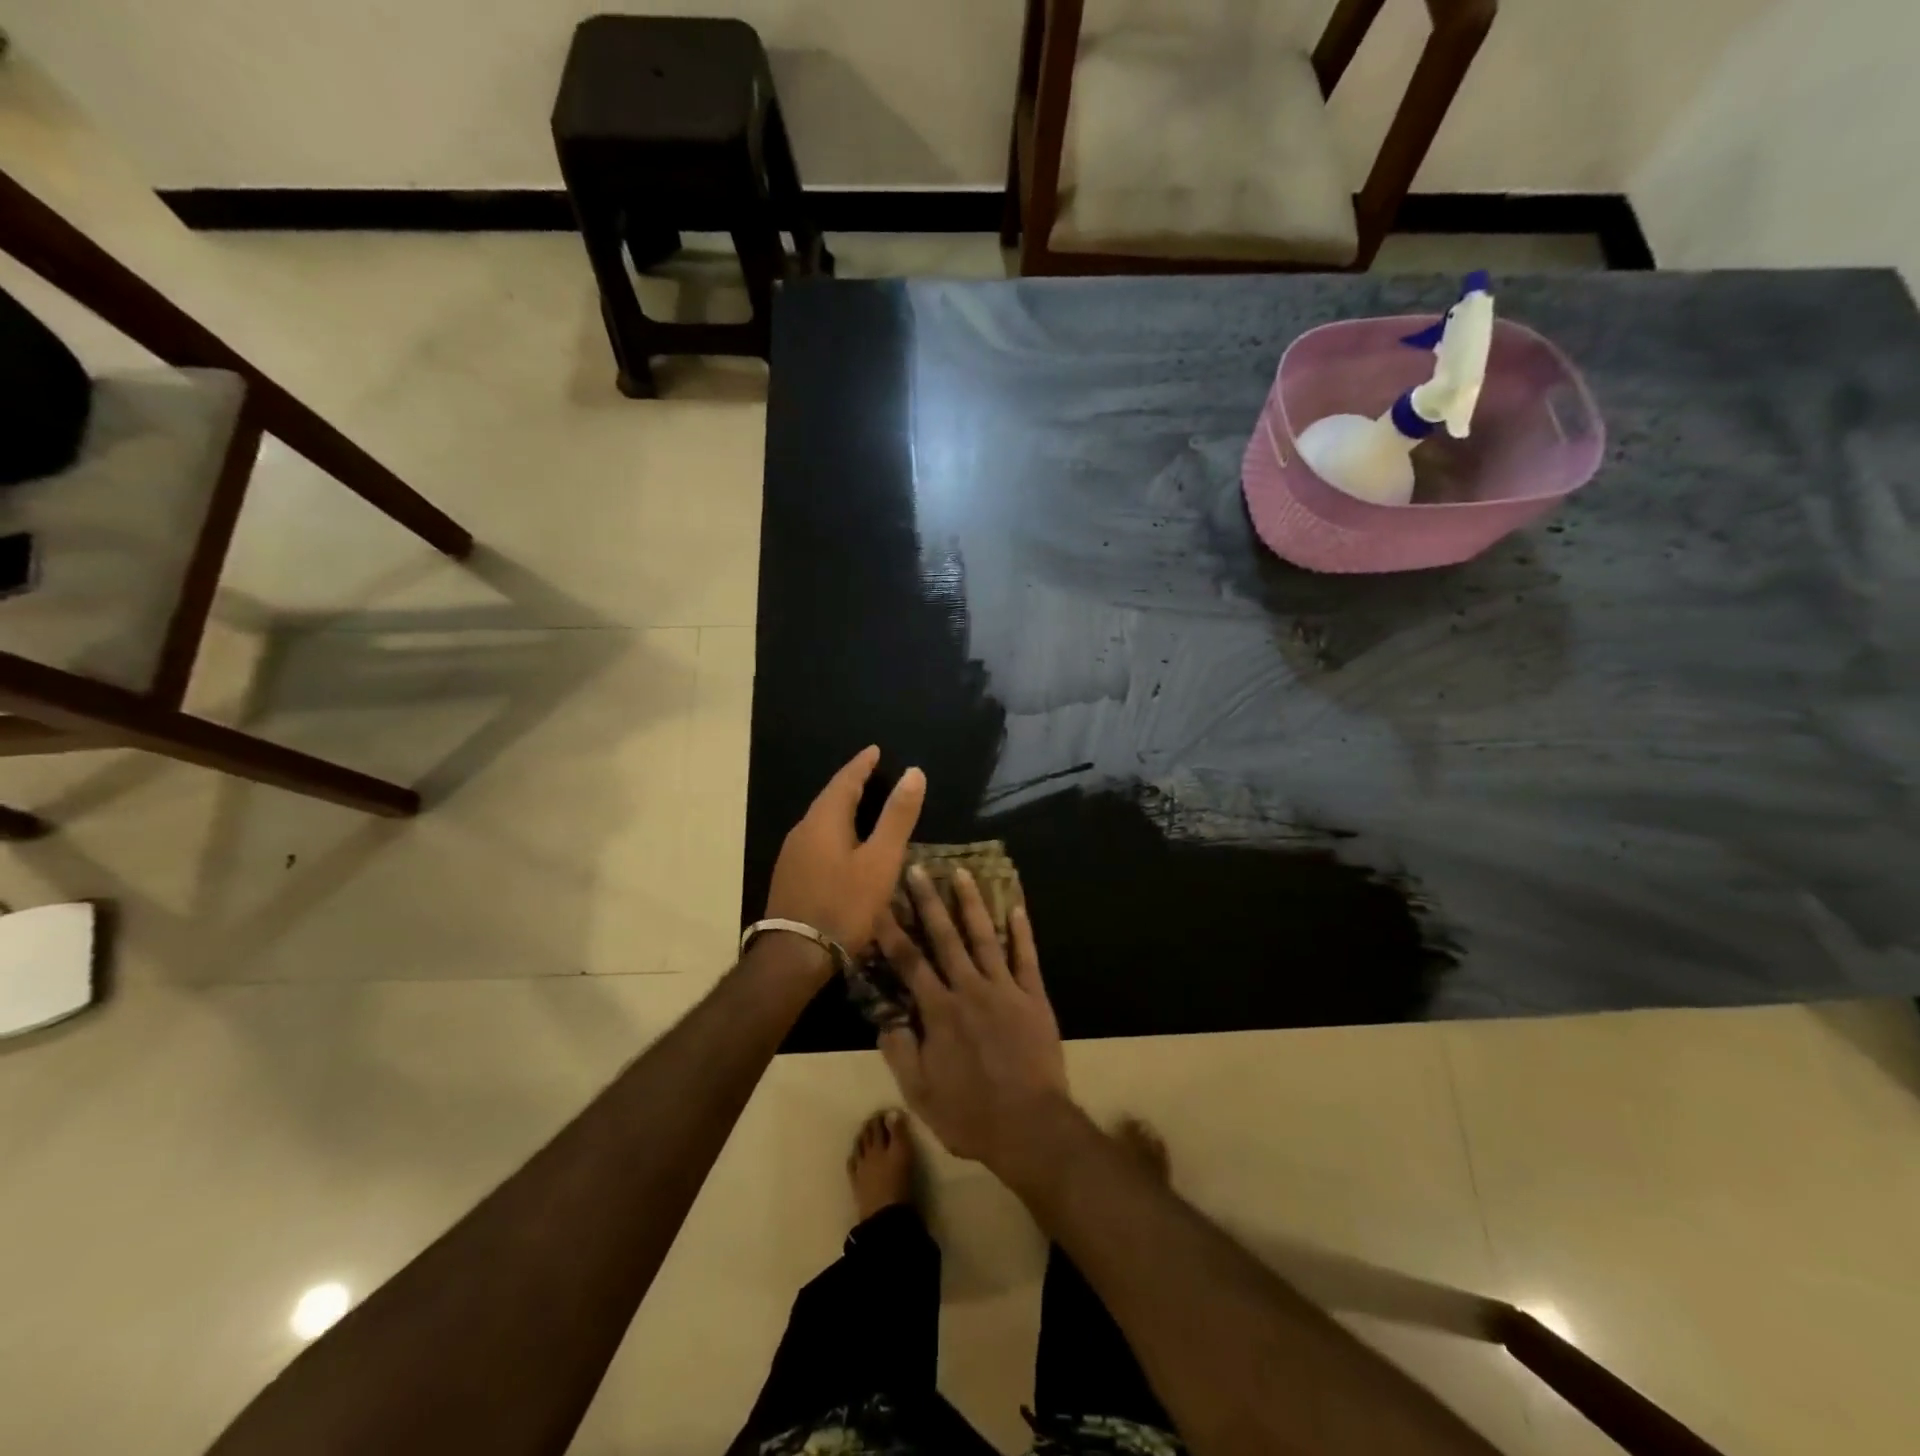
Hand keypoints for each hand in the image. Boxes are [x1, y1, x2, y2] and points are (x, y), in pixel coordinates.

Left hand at [765, 746, 924, 961]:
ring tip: (863, 806)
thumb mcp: (881, 860)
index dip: (863, 764)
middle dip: (852, 784)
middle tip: (873, 774)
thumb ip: (897, 817)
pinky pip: (816, 839)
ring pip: (821, 820)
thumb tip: (914, 772)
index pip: (846, 780)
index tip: (876, 750)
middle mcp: (803, 829)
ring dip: (842, 808)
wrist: (796, 955)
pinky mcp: (790, 875)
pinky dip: (834, 830)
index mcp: (824, 819)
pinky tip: (844, 845)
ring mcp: (792, 854)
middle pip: (830, 797)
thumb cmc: (844, 904)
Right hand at [876, 868, 1069, 1173]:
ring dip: (972, 904)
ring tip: (962, 873)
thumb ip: (899, 1052)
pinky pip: (1026, 958)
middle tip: (919, 870)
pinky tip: (1017, 907)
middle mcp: (970, 990)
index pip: (910, 963)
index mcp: (939, 1011)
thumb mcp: (920, 1093)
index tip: (881, 905)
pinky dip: (1022, 932)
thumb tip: (885, 1018)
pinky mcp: (1034, 997)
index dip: (892, 933)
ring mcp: (1005, 990)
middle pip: (945, 938)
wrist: (1031, 1127)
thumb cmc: (970, 1114)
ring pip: (985, 937)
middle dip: (929, 902)